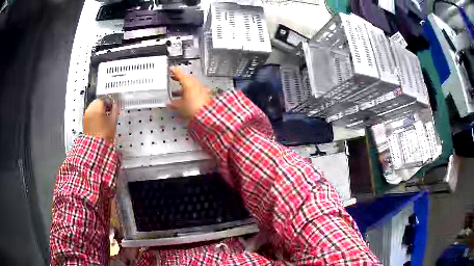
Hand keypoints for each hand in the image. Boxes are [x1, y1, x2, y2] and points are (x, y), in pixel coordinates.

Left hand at [83, 99, 117, 141]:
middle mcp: (90, 109)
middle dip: (103, 106)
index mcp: (97, 107)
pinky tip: (98, 122)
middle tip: (108, 112)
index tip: (112, 107)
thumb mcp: (113, 122)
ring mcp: (86, 115)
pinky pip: (90, 114)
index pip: (104, 99)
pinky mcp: (84, 121)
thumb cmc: (104, 134)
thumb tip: (115, 107)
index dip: (109, 103)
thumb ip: (114, 111)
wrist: (95, 146)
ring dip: (98, 111)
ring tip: (103, 118)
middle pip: (97, 103)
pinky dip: (94, 116)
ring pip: (93, 108)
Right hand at [168, 66, 211, 117]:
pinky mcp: (205, 93)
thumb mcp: (180, 106)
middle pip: (187, 78)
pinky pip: (196, 89)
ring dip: (184, 85)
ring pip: (191, 83)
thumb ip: (173, 104)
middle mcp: (196, 84)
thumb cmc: (194, 108)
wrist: (207, 113)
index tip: (171, 68)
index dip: (174, 71)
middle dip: (180, 78)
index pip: (180, 74)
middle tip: (174, 79)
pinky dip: (191, 90)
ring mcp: (201, 88)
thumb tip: (169, 103)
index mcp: (188, 84)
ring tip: (178, 91)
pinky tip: (187, 96)